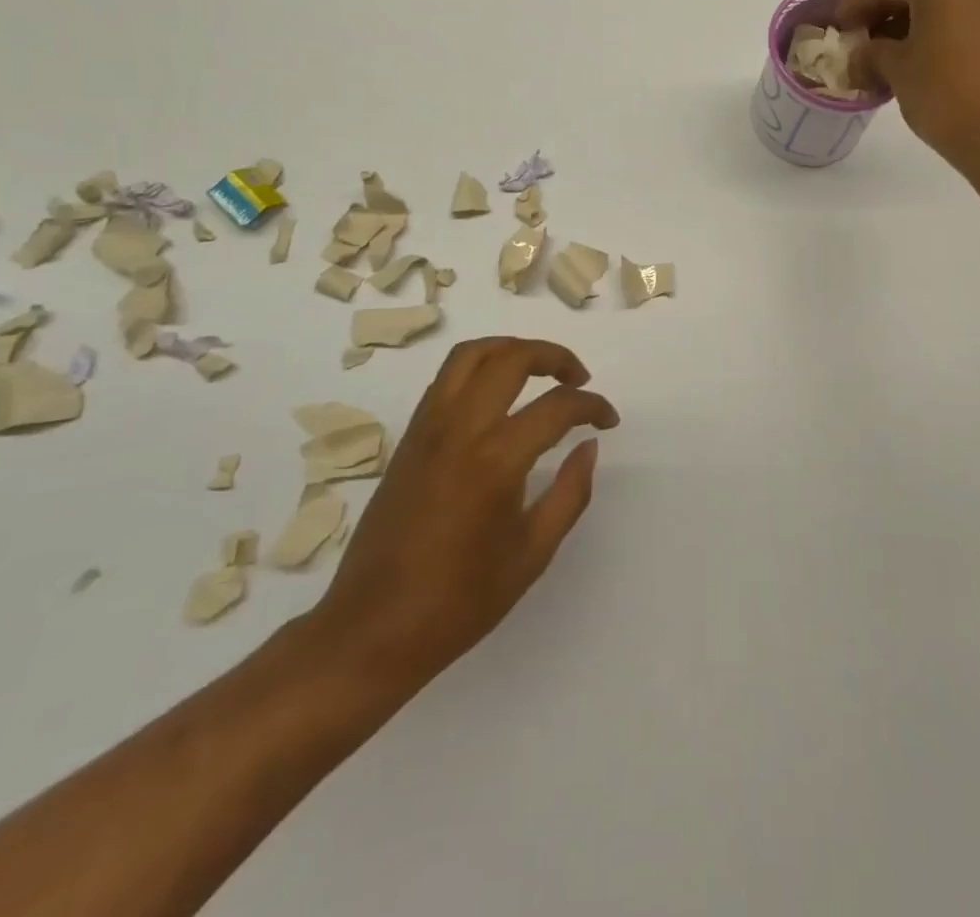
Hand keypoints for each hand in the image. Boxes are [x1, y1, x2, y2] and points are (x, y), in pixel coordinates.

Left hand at [308, 337, 618, 700]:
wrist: (371, 630)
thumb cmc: (459, 602)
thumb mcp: (532, 554)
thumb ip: (570, 493)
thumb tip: (588, 447)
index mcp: (495, 460)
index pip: (557, 406)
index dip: (592, 406)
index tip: (608, 420)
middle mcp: (459, 429)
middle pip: (511, 358)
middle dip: (554, 356)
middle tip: (578, 379)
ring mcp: (428, 428)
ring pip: (471, 355)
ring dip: (512, 350)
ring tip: (539, 372)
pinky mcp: (408, 438)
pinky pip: (447, 379)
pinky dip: (480, 369)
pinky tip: (498, 397)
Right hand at [836, 0, 979, 176]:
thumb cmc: (945, 93)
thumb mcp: (895, 70)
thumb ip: (870, 53)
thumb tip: (860, 56)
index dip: (854, 5)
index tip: (835, 27)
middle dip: (881, 17)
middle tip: (855, 44)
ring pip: (937, 7)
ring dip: (905, 29)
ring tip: (878, 61)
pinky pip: (958, 22)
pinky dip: (931, 36)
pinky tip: (910, 64)